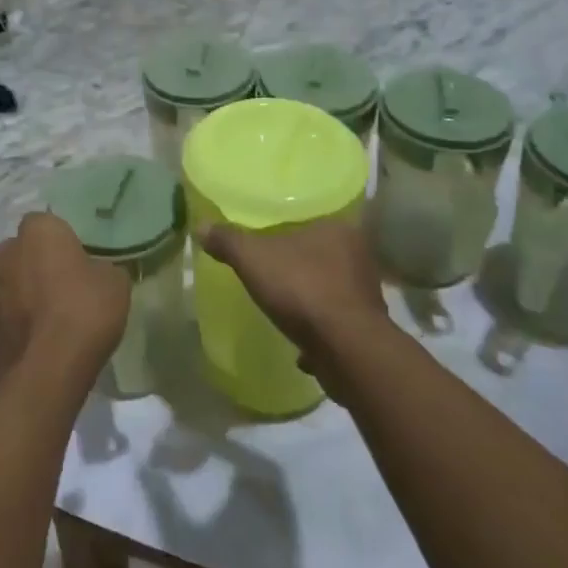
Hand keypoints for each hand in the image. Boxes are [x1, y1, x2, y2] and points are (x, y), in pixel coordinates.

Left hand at [0, 214, 129, 390]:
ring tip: (54, 323)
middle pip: (25, 252)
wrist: (41, 376)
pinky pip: (6, 318)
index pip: (48, 223)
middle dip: (40, 265)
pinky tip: (40, 346)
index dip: (64, 241)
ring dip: (26, 296)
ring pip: (12, 285)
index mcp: (37, 232)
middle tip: (68, 288)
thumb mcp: (115, 283)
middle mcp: (5, 253)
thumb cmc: (82, 314)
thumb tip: (96, 274)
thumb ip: (103, 269)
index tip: (81, 261)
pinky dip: (19, 326)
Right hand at [203, 220, 389, 394]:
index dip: (295, 224)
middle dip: (302, 261)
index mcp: (339, 228)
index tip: (276, 233)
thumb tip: (201, 225)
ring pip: (332, 287)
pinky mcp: (366, 329)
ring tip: (285, 301)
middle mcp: (359, 256)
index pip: (317, 216)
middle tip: (276, 265)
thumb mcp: (254, 258)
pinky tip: (300, 340)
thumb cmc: (303, 288)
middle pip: (324, 252)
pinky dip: (320, 329)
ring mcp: (365, 294)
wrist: (346, 350)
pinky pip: (337, 322)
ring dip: (312, 296)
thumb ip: (229, 241)